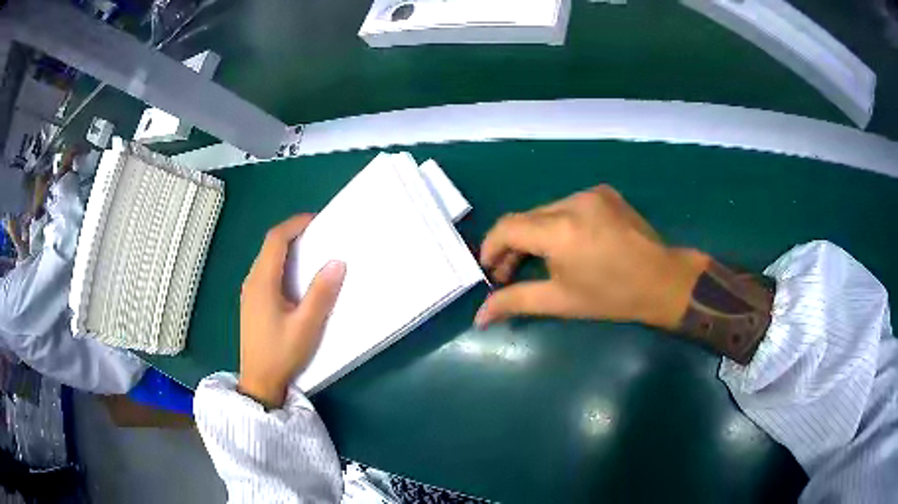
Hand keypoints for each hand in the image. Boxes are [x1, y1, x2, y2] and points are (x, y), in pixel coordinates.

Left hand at [238, 214, 345, 408]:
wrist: (258, 381)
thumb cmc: (281, 354)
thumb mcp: (306, 326)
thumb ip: (320, 294)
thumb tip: (337, 262)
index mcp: (262, 282)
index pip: (276, 239)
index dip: (295, 224)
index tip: (318, 220)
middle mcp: (252, 281)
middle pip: (270, 246)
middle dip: (293, 234)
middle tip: (320, 235)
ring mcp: (249, 293)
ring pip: (267, 259)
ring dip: (287, 249)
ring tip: (313, 253)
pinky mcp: (252, 303)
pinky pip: (266, 272)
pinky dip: (282, 264)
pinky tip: (297, 279)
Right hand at [476, 185, 708, 329]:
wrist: (663, 280)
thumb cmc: (612, 296)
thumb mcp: (560, 302)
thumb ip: (515, 302)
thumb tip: (479, 317)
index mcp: (559, 230)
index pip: (507, 227)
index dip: (491, 247)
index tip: (490, 270)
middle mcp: (571, 202)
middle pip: (526, 218)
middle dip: (512, 245)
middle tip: (510, 273)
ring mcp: (590, 193)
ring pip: (546, 211)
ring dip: (536, 234)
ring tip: (541, 260)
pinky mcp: (604, 192)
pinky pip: (568, 205)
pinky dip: (558, 223)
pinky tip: (569, 244)